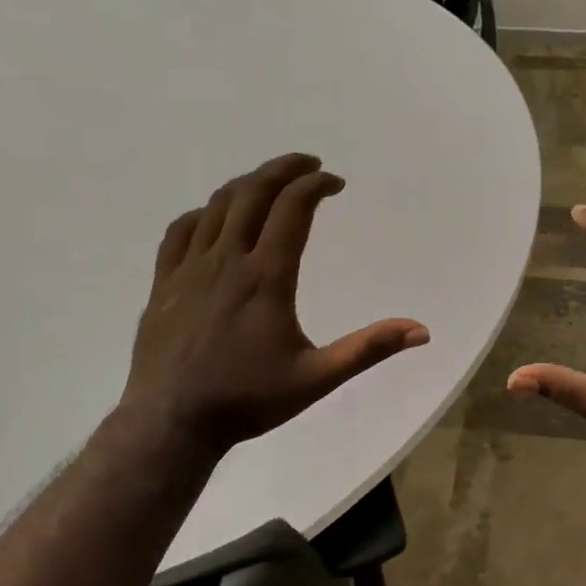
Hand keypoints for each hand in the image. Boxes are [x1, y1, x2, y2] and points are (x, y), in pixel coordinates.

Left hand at [116, 153, 428, 458]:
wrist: (172, 421)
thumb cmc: (248, 399)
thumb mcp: (317, 378)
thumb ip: (368, 349)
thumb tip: (421, 331)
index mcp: (266, 277)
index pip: (293, 208)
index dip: (316, 185)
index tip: (336, 183)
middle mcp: (227, 259)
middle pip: (254, 192)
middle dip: (284, 168)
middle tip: (308, 164)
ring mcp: (190, 268)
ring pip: (217, 205)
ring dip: (248, 184)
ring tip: (270, 183)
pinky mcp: (164, 282)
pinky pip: (181, 230)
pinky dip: (205, 212)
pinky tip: (215, 218)